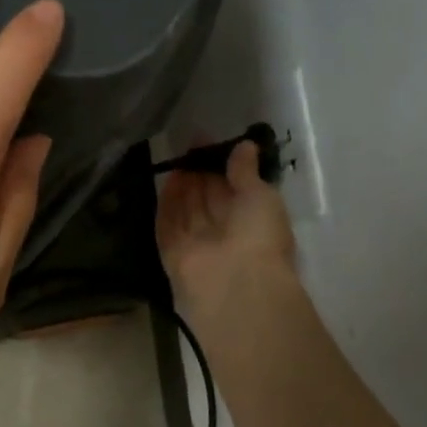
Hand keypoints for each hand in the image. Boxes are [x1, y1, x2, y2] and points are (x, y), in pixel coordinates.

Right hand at [156, 139, 296, 323]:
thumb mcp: (260, 196)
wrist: (234, 284)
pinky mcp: (173, 251)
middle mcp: (225, 233)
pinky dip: (167, 202)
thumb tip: (244, 146)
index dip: (223, 166)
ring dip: (183, 184)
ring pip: (188, 209)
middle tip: (190, 145)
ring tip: (178, 156)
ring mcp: (198, 243)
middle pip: (209, 198)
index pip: (235, 189)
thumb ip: (246, 172)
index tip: (211, 142)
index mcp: (253, 222)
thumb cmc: (259, 236)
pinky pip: (167, 223)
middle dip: (201, 172)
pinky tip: (166, 178)